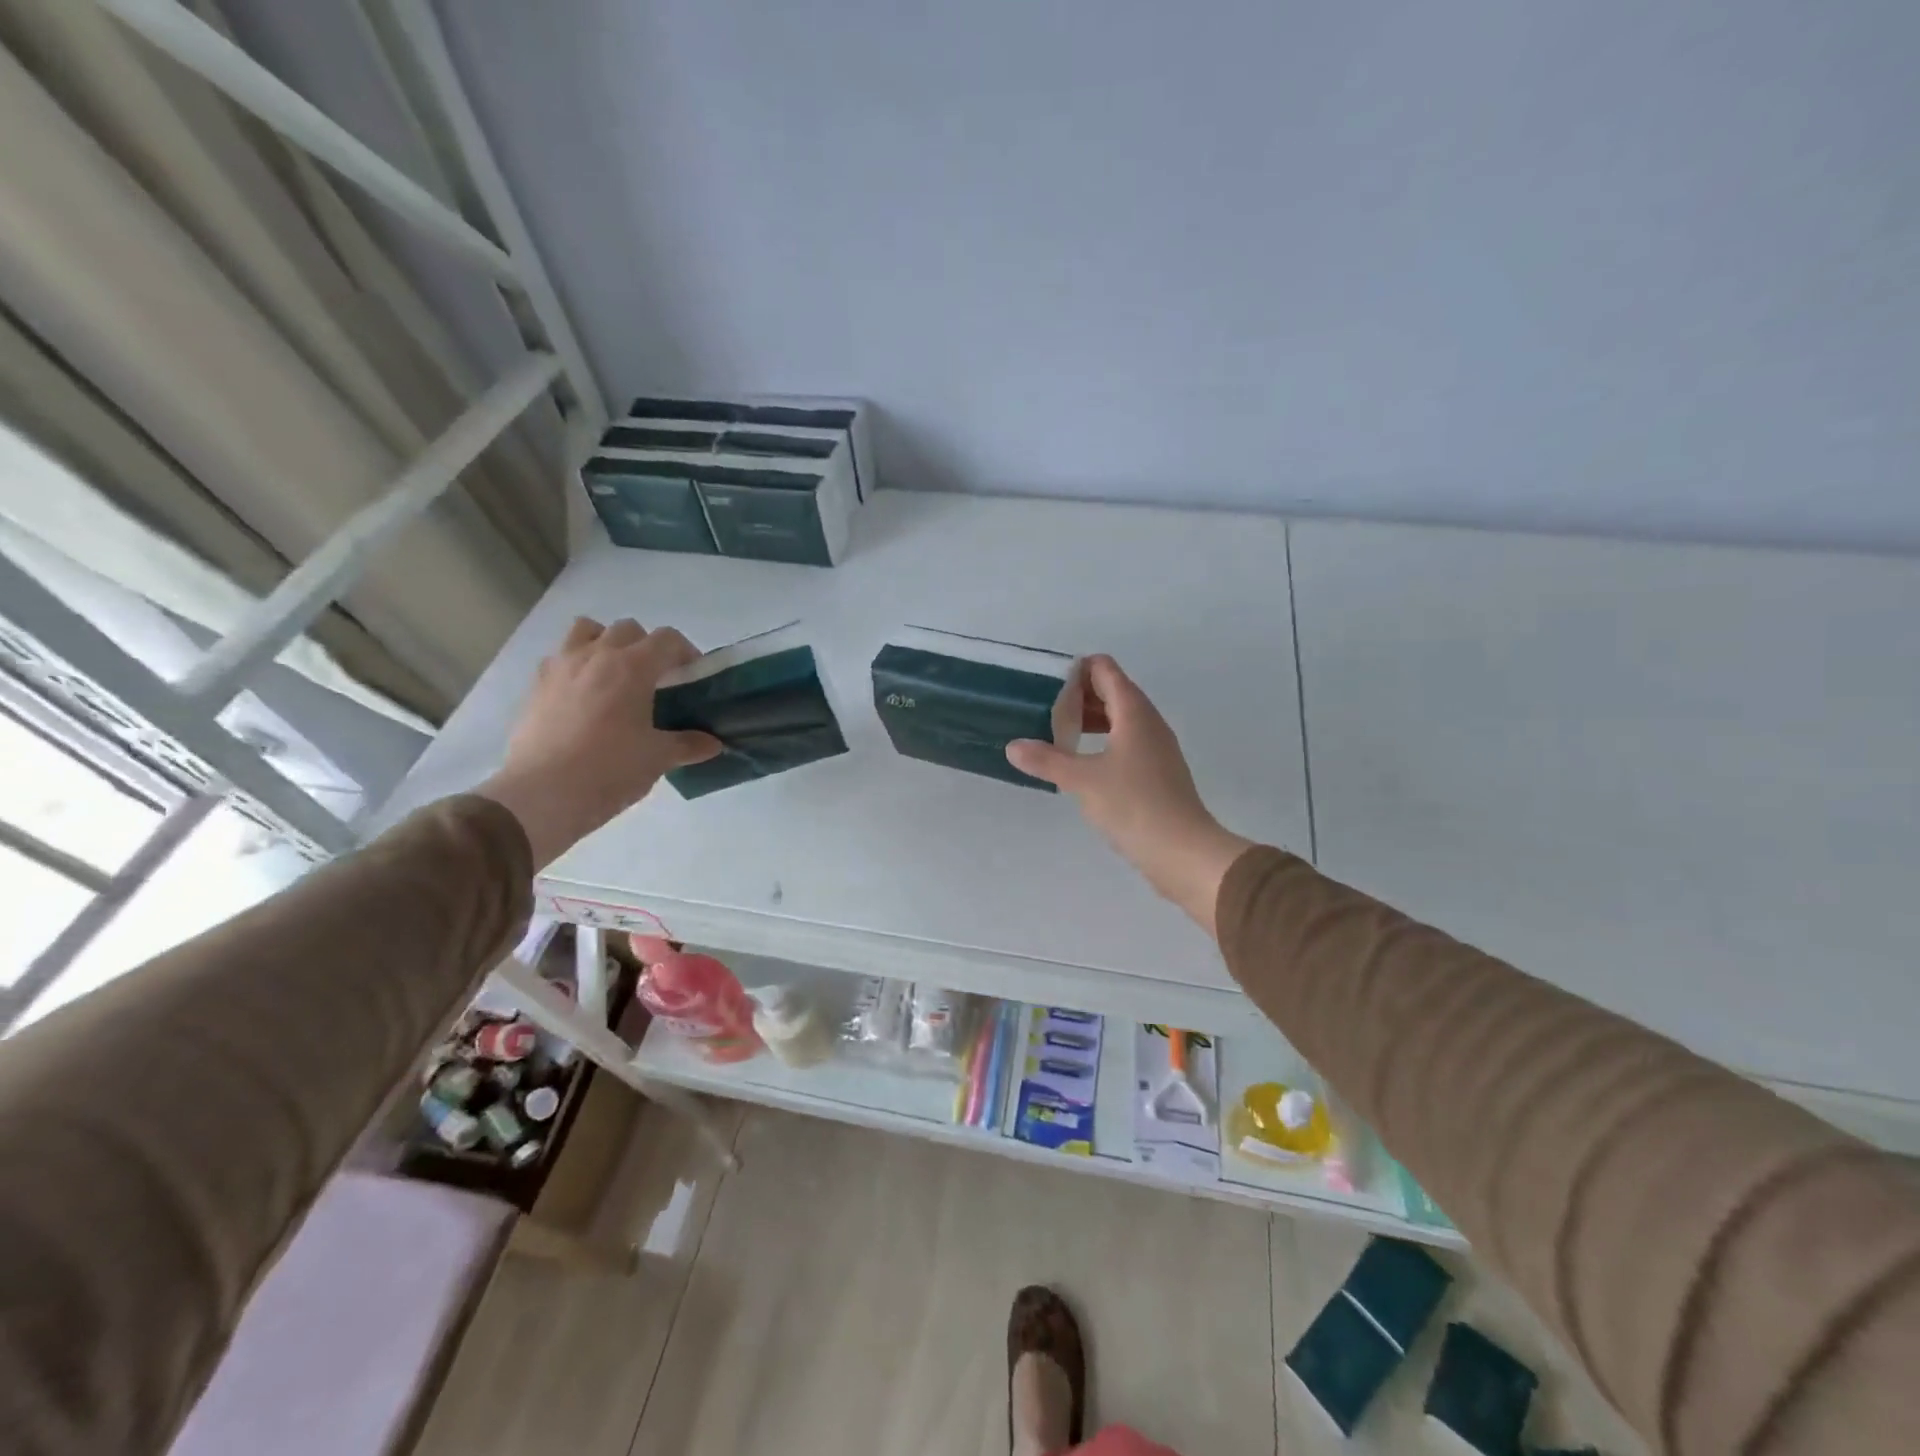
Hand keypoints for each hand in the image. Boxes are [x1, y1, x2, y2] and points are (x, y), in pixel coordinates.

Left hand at [479, 618, 720, 866]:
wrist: (541, 795)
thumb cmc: (609, 769)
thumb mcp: (658, 758)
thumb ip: (688, 745)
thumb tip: (713, 744)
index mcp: (633, 667)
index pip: (667, 639)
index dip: (685, 652)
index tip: (692, 676)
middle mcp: (596, 655)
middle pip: (628, 629)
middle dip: (646, 646)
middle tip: (655, 679)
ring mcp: (561, 667)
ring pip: (586, 630)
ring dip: (605, 643)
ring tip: (614, 676)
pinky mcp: (536, 686)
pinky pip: (559, 657)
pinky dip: (576, 666)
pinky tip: (583, 697)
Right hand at [1007, 656, 1251, 933]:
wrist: (1183, 852)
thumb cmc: (1133, 805)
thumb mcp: (1082, 780)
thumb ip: (1046, 760)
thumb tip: (1013, 746)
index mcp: (1134, 712)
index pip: (1105, 670)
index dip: (1076, 670)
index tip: (1045, 684)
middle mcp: (1148, 722)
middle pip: (1113, 692)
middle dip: (1078, 695)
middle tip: (1043, 709)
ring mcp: (1156, 748)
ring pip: (1120, 719)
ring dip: (1090, 721)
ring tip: (1056, 734)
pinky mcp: (1157, 773)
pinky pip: (1125, 743)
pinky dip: (1102, 742)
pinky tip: (1080, 763)